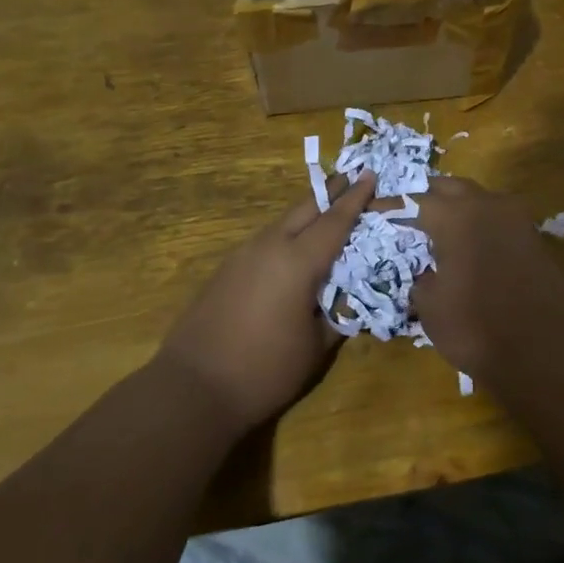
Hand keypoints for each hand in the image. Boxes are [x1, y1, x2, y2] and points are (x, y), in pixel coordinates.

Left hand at [157, 173, 377, 433]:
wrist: (194, 387)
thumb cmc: (265, 370)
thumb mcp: (316, 348)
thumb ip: (337, 316)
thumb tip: (348, 301)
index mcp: (297, 262)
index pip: (334, 221)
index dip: (355, 198)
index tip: (369, 175)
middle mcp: (269, 247)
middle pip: (304, 208)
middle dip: (329, 192)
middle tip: (350, 178)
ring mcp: (241, 256)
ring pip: (281, 223)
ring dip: (305, 214)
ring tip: (325, 215)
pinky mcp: (225, 271)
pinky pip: (264, 242)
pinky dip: (285, 236)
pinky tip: (291, 252)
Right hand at [409, 176, 563, 375]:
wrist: (549, 351)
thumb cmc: (478, 327)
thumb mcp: (432, 307)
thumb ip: (422, 280)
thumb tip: (428, 274)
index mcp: (456, 215)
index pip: (416, 201)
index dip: (392, 208)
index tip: (374, 211)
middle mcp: (488, 206)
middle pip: (452, 188)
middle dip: (429, 196)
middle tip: (410, 213)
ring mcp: (518, 221)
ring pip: (480, 201)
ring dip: (459, 208)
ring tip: (440, 228)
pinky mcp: (537, 241)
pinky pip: (500, 222)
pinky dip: (481, 227)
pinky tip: (472, 247)